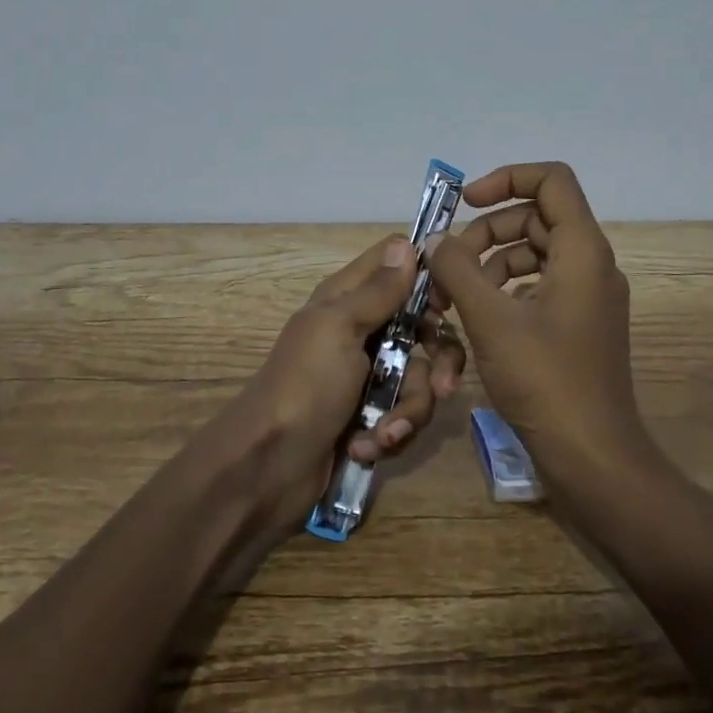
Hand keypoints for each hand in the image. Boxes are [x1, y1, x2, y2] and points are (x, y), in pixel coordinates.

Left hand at [216, 234, 466, 521]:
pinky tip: (366, 447)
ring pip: (420, 378)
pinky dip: (389, 434)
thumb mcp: (340, 328)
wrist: (266, 468)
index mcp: (349, 299)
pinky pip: (404, 415)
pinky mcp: (371, 416)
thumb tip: (407, 244)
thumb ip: (378, 290)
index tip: (446, 305)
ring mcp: (368, 376)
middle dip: (438, 360)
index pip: (397, 264)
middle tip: (443, 386)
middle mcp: (363, 331)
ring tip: (384, 433)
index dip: (427, 278)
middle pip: (424, 328)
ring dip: (408, 410)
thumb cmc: (304, 386)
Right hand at [423, 162, 647, 488]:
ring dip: (488, 266)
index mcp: (582, 250)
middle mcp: (591, 264)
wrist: (593, 458)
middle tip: (445, 268)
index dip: (507, 178)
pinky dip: (504, 292)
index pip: (551, 179)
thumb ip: (458, 270)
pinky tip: (478, 320)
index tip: (465, 203)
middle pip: (534, 219)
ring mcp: (587, 296)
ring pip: (532, 255)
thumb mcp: (491, 319)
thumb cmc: (545, 381)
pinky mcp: (577, 325)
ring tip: (451, 299)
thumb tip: (436, 241)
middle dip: (484, 235)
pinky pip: (538, 287)